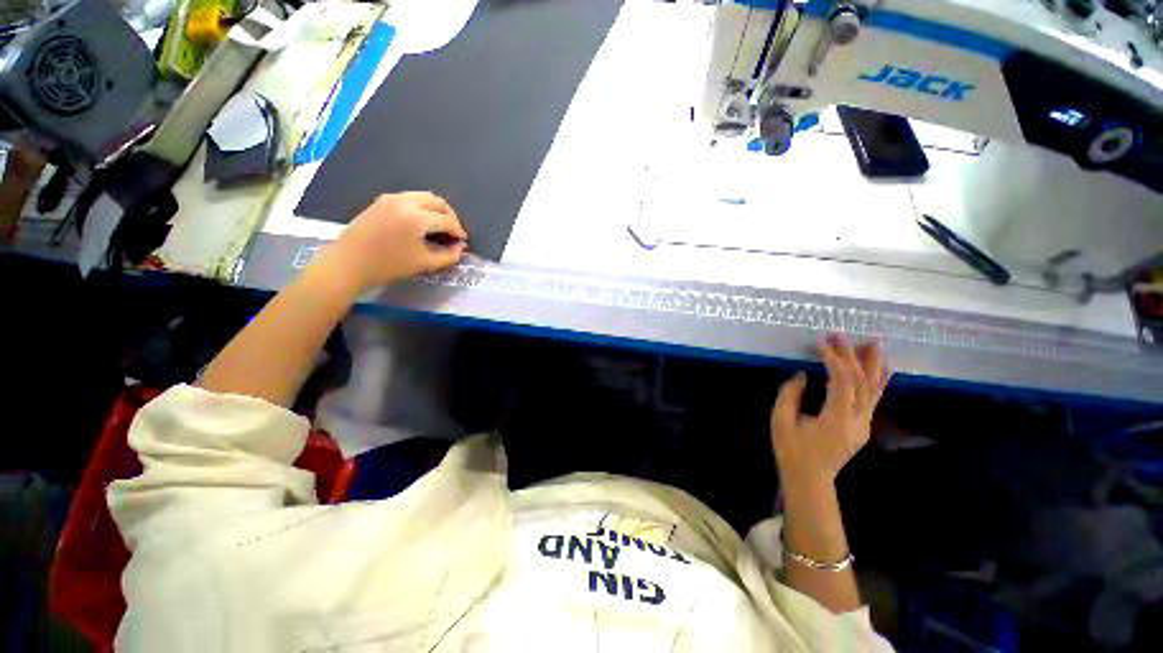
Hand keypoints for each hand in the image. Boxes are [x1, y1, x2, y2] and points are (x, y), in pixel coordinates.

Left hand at [325, 192, 467, 290]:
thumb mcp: (424, 264)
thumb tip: (461, 248)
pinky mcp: (381, 201)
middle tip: (453, 232)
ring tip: (439, 227)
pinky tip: (421, 223)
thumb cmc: (388, 266)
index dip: (458, 231)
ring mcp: (391, 198)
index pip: (447, 220)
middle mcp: (405, 202)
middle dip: (450, 216)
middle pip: (437, 202)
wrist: (349, 263)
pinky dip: (422, 207)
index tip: (462, 241)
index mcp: (417, 218)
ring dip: (436, 210)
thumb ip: (448, 256)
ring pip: (424, 197)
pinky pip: (410, 198)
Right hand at [770, 336, 890, 489]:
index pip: (841, 381)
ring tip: (874, 342)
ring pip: (874, 389)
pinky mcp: (862, 425)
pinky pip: (874, 398)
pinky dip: (879, 380)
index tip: (821, 341)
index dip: (833, 358)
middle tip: (841, 335)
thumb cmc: (791, 450)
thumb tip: (803, 376)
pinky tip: (882, 367)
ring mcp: (864, 423)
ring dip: (873, 364)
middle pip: (861, 381)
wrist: (809, 478)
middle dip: (851, 355)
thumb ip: (790, 394)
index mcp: (837, 418)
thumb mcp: (780, 420)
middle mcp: (858, 419)